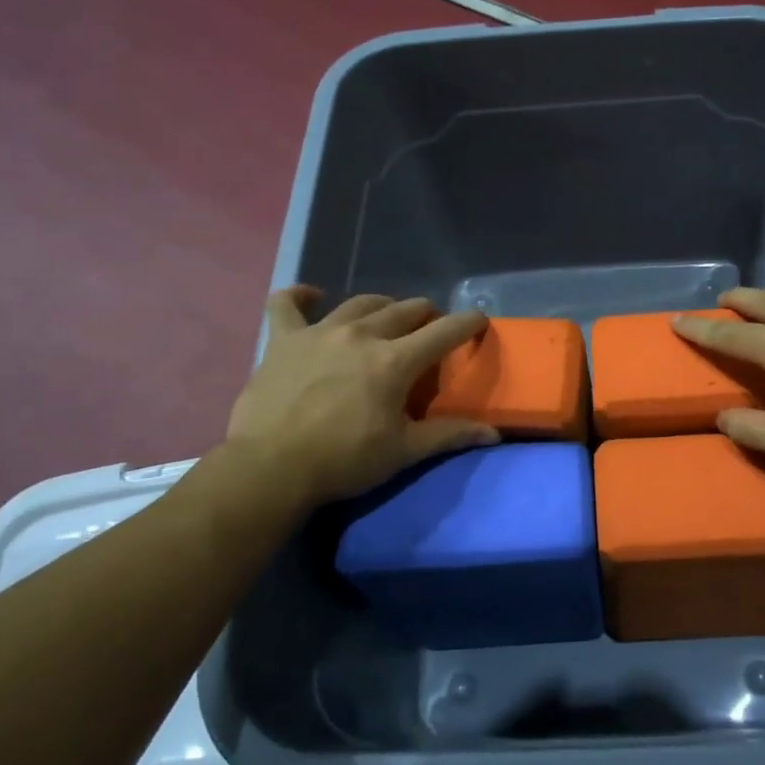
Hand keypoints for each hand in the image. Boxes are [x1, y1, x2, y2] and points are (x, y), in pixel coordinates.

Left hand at [224, 287, 498, 506]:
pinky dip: (301, 296)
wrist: (271, 468)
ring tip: (386, 315)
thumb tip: (493, 434)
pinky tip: (311, 297)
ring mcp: (319, 332)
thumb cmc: (343, 461)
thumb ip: (448, 435)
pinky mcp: (283, 339)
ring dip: (381, 305)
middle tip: (429, 328)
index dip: (467, 323)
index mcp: (394, 361)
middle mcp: (361, 335)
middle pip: (404, 310)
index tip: (479, 320)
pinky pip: (287, 304)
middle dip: (425, 314)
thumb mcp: (403, 451)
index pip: (444, 332)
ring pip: (359, 303)